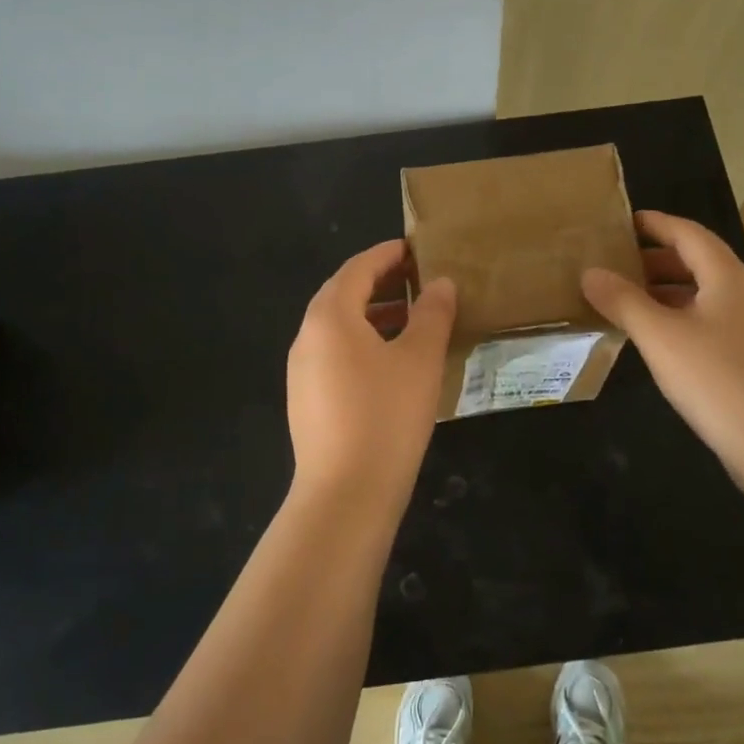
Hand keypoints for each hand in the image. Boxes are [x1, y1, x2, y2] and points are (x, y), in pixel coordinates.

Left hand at [287, 240, 456, 509]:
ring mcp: (302, 371)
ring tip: (411, 320)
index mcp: (329, 317)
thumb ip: (432, 314)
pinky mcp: (307, 399)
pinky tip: (390, 363)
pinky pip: (334, 355)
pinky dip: (362, 343)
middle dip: (380, 283)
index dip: (388, 254)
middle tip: (418, 280)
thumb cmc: (386, 416)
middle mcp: (307, 337)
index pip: (358, 268)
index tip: (417, 249)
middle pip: (342, 294)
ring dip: (373, 315)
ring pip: (338, 328)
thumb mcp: (420, 360)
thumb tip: (441, 284)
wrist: (345, 494)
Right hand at [582, 211, 743, 478]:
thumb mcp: (659, 336)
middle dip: (655, 258)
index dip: (655, 224)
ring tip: (625, 299)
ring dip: (664, 290)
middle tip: (614, 263)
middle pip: (697, 261)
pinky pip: (708, 321)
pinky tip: (655, 339)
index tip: (622, 222)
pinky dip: (678, 317)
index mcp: (726, 276)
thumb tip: (590, 272)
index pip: (687, 233)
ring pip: (702, 294)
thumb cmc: (717, 379)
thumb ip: (622, 301)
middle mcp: (743, 293)